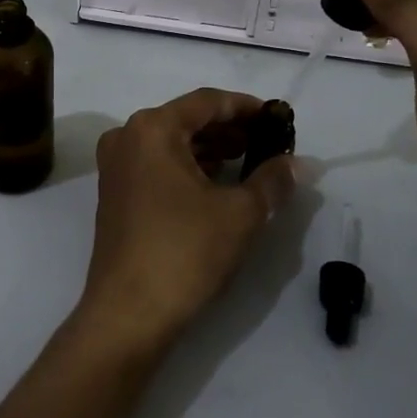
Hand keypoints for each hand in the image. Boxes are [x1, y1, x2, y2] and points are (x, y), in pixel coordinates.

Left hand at [77, 89, 294, 352]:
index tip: (278, 117)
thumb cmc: (184, 252)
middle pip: (188, 120)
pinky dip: (190, 168)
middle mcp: (127, 137)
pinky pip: (159, 165)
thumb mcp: (240, 213)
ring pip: (173, 144)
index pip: (208, 102)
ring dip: (212, 149)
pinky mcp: (116, 194)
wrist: (128, 315)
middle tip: (270, 142)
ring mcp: (117, 167)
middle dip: (231, 130)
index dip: (247, 107)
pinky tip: (219, 183)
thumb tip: (299, 164)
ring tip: (251, 161)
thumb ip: (272, 180)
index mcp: (152, 128)